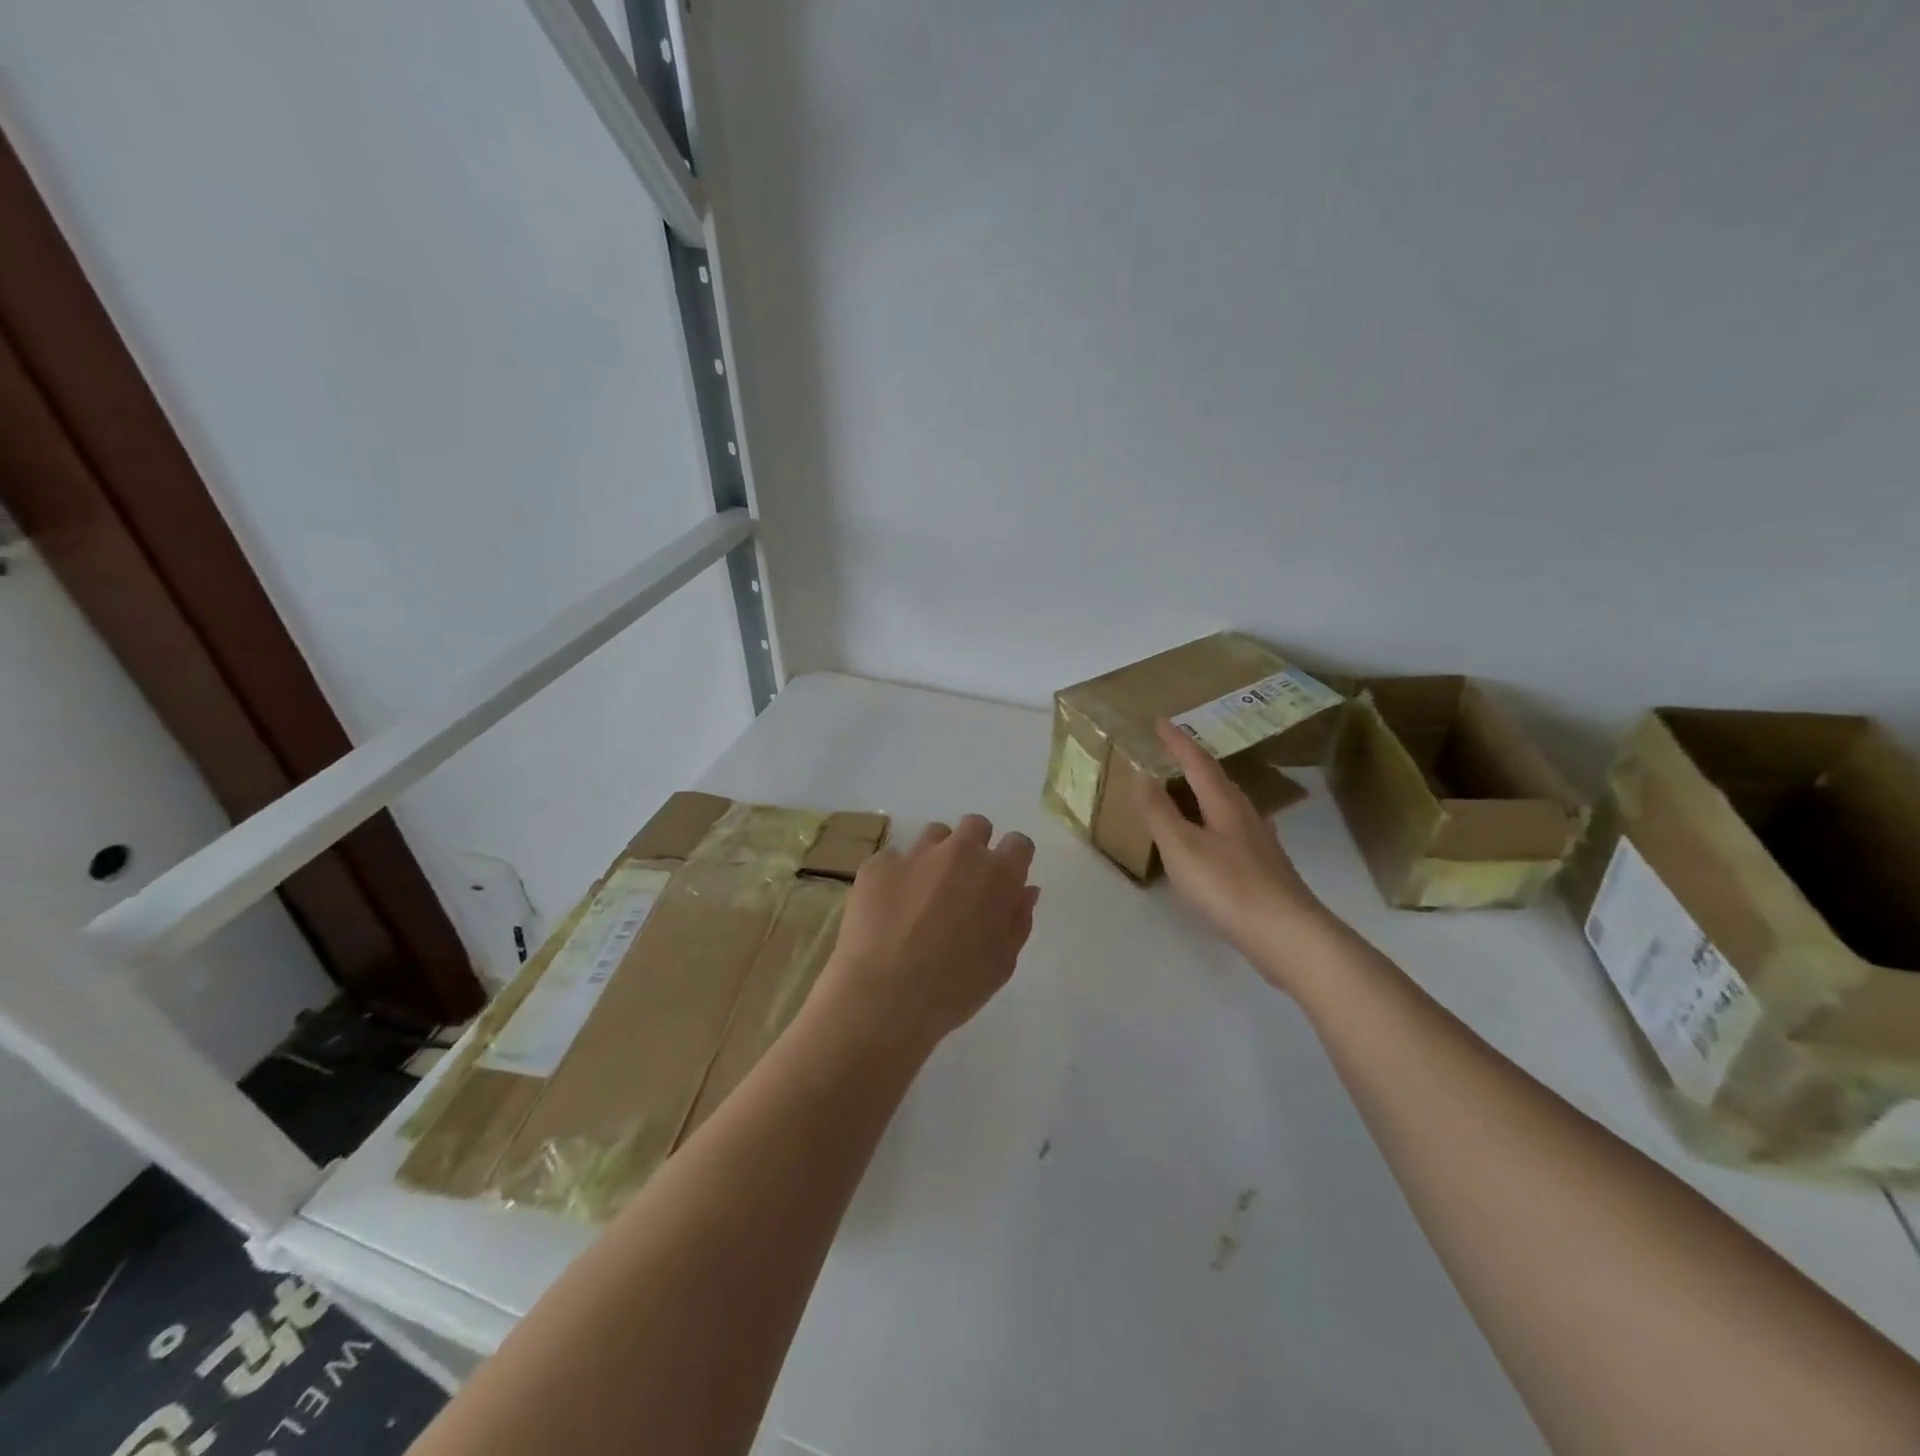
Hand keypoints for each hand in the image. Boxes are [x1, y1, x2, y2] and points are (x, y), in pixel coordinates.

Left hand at [813, 815, 1039, 1060]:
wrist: (883, 996)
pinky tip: (890, 908)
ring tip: (924, 894)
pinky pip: (894, 858)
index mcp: (997, 875)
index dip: (1013, 860)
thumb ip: (1018, 919)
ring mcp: (915, 854)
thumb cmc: (954, 988)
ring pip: (934, 835)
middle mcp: (959, 852)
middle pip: (976, 826)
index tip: (1004, 883)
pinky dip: (897, 876)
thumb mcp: (1002, 963)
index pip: (1019, 844)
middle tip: (965, 885)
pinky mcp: (877, 865)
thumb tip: (1025, 890)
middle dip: (975, 847)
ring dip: (937, 856)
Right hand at [1134, 720, 1344, 993]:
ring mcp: (1260, 843)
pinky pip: (1234, 830)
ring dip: (1207, 792)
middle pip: (1219, 780)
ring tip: (1189, 791)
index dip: (1178, 741)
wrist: (1287, 935)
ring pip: (1229, 805)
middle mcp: (1246, 816)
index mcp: (1224, 805)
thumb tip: (1142, 774)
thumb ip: (1159, 812)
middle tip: (1173, 753)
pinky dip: (1215, 822)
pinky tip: (1214, 839)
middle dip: (1194, 763)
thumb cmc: (1228, 886)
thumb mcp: (1181, 847)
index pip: (1198, 763)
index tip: (1160, 721)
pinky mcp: (1266, 869)